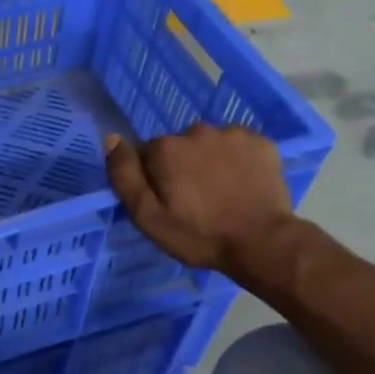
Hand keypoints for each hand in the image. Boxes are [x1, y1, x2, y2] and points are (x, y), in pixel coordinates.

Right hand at [104, 125, 294, 277]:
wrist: (262, 242)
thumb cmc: (198, 234)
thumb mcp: (147, 216)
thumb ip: (124, 175)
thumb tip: (112, 139)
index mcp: (165, 148)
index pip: (146, 154)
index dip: (152, 178)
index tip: (165, 201)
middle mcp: (196, 131)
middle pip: (178, 146)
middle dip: (181, 166)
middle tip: (193, 200)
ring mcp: (233, 134)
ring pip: (209, 144)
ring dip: (209, 161)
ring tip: (220, 192)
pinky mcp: (262, 142)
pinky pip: (238, 146)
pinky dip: (237, 160)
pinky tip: (242, 184)